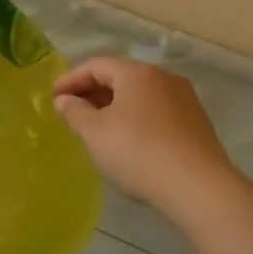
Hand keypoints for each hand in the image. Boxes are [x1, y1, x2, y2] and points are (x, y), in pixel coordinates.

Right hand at [53, 58, 238, 206]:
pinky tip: (128, 142)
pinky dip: (136, 119)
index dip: (71, 79)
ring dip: (114, 107)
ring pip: (140, 96)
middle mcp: (164, 78)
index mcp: (137, 73)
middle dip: (92, 93)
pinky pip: (157, 112)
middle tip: (72, 112)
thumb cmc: (137, 152)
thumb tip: (64, 100)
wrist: (199, 188)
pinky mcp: (197, 124)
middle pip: (120, 77)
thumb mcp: (94, 133)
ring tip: (97, 128)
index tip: (53, 97)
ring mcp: (184, 100)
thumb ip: (74, 112)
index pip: (96, 65)